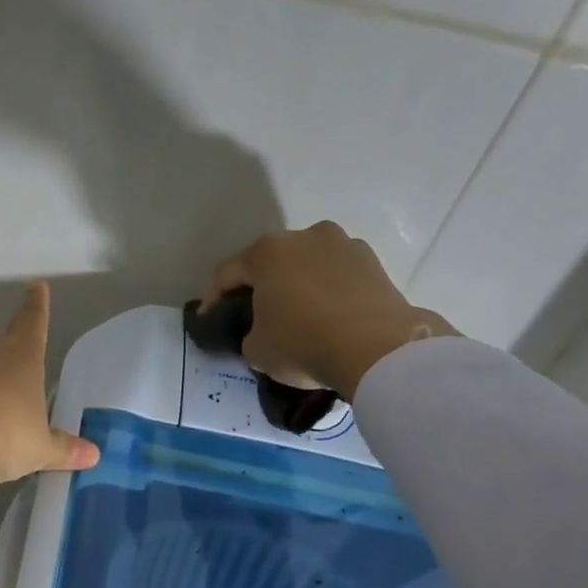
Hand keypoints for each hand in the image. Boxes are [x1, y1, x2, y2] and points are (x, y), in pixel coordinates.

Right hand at [208, 221, 458, 394]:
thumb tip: (260, 333)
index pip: (226, 273)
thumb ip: (248, 335)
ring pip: (308, 265)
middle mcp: (305, 236)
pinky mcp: (375, 263)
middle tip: (256, 316)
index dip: (213, 299)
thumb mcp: (256, 350)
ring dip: (299, 286)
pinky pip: (339, 277)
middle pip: (271, 262)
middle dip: (261, 286)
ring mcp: (344, 245)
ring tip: (298, 316)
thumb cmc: (302, 343)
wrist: (377, 350)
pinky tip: (330, 318)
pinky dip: (329, 293)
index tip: (210, 321)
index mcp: (266, 252)